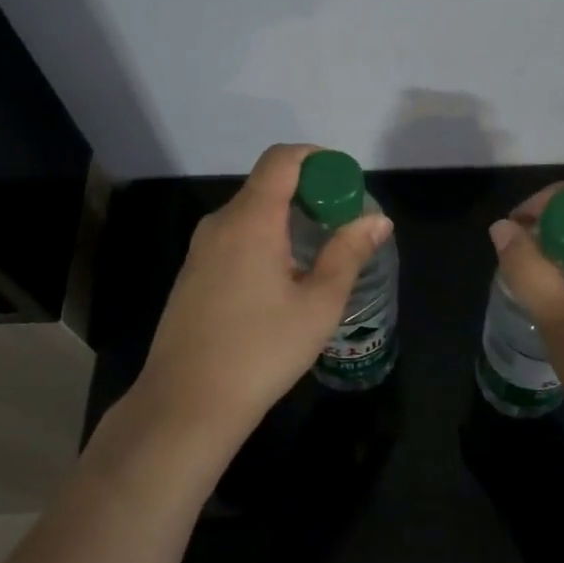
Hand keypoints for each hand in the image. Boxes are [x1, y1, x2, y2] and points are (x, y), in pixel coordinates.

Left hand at [134, 144, 392, 456]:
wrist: (186, 403)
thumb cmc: (261, 351)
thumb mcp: (318, 305)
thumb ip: (348, 254)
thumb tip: (377, 219)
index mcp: (251, 220)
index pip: (282, 159)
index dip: (317, 158)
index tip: (345, 182)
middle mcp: (220, 223)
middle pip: (266, 185)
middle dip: (308, 193)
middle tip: (341, 224)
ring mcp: (200, 250)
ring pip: (249, 214)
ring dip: (286, 220)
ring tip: (317, 256)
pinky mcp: (192, 275)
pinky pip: (233, 239)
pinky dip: (263, 240)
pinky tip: (280, 282)